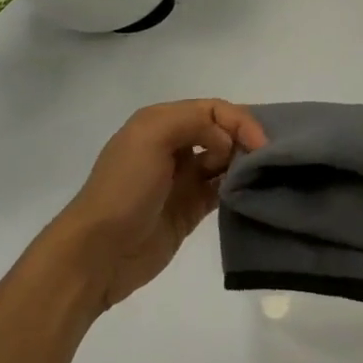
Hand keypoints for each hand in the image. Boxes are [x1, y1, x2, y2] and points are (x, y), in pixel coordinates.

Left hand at [48, 99, 266, 313]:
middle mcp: (173, 145)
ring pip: (224, 160)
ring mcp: (182, 179)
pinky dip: (237, 187)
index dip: (239, 120)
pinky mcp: (190, 209)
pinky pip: (221, 190)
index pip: (212, 109)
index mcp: (161, 122)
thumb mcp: (152, 136)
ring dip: (243, 163)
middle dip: (244, 138)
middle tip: (265, 158)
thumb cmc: (125, 188)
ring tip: (262, 174)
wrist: (98, 253)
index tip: (259, 143)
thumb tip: (226, 144)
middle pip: (221, 131)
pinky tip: (250, 192)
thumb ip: (195, 122)